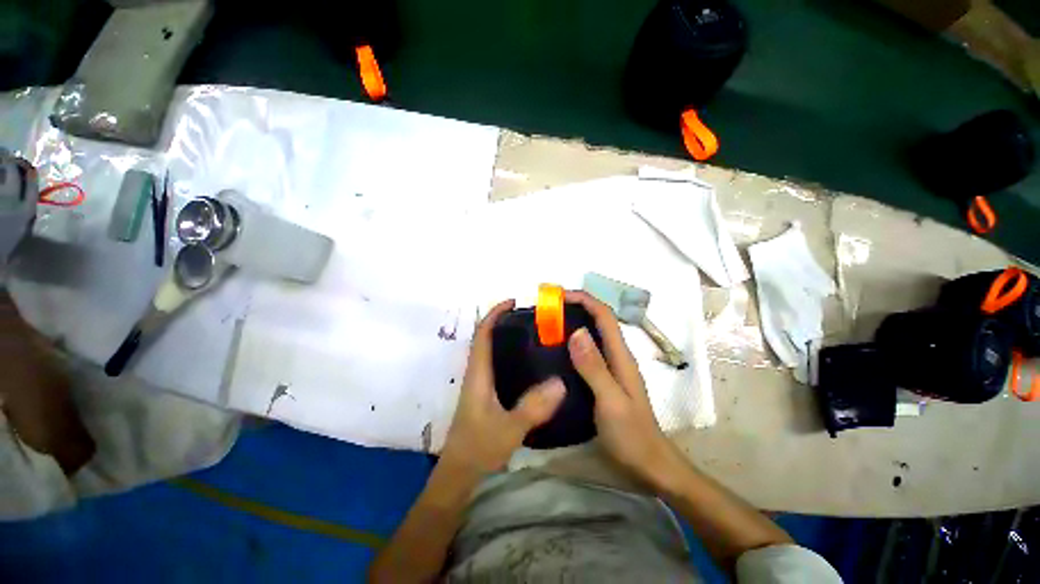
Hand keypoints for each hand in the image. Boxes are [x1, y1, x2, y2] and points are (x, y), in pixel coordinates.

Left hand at [440, 299, 565, 474]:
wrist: (460, 473)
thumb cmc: (479, 448)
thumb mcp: (509, 428)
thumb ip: (533, 407)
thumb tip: (560, 382)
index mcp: (478, 372)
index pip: (483, 333)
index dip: (495, 313)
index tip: (514, 302)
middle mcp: (478, 372)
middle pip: (487, 337)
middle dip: (504, 322)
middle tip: (532, 318)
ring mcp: (481, 383)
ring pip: (492, 351)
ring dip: (507, 338)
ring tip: (535, 334)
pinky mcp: (486, 394)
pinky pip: (498, 365)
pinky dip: (511, 355)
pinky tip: (531, 364)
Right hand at [565, 291, 685, 488]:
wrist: (650, 465)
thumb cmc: (631, 435)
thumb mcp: (610, 401)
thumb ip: (594, 367)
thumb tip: (576, 331)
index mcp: (621, 355)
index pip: (604, 315)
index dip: (584, 299)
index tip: (558, 296)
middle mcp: (617, 355)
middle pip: (599, 320)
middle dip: (576, 306)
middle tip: (548, 308)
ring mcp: (612, 367)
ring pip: (593, 334)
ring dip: (574, 322)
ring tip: (549, 323)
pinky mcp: (605, 378)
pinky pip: (589, 351)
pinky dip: (574, 342)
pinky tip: (558, 350)